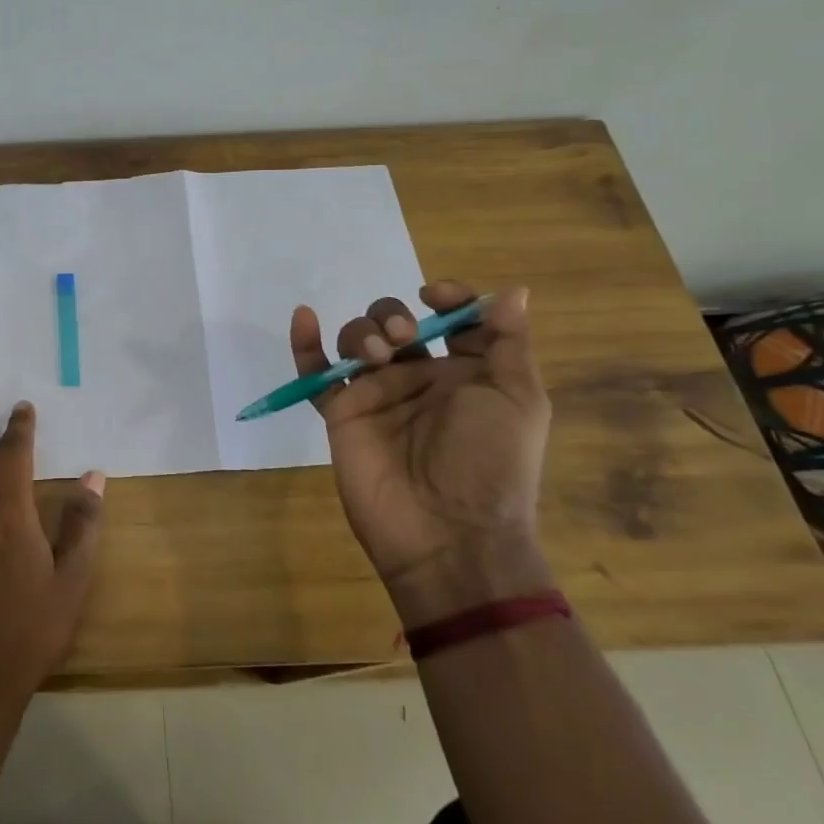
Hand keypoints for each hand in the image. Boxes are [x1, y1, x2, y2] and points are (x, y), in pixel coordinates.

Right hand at [289, 281, 551, 624]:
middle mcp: (418, 378)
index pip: (450, 319)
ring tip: (374, 356)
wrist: (448, 531)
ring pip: (357, 341)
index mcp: (466, 373)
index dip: (445, 298)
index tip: (434, 296)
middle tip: (403, 339)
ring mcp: (376, 395)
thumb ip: (508, 343)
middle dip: (393, 317)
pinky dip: (305, 344)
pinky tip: (304, 317)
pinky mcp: (341, 413)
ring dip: (362, 332)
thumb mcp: (518, 400)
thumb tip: (513, 291)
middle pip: (394, 324)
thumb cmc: (491, 462)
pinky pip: (316, 373)